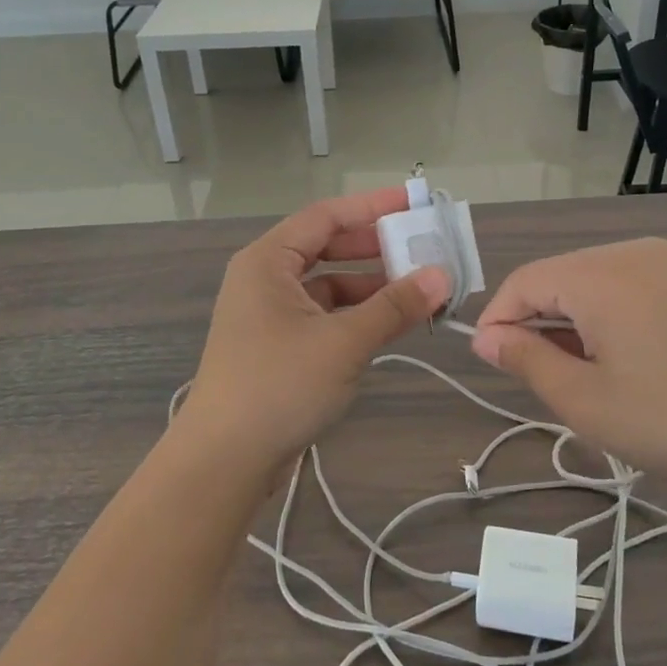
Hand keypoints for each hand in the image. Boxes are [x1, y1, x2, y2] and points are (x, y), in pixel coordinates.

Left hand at [179, 189, 450, 473]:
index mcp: (268, 261)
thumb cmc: (278, 386)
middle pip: (326, 247)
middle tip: (422, 247)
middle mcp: (265, 278)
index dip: (372, 207)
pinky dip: (355, 315)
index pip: (326, 216)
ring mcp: (269, 314)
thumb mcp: (343, 342)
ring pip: (327, 284)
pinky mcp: (278, 346)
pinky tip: (389, 324)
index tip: (414, 203)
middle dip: (374, 247)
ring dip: (370, 285)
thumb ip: (394, 307)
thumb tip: (442, 276)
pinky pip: (323, 314)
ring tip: (417, 289)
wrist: (224, 462)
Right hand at [469, 238, 666, 508]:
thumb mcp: (585, 401)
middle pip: (558, 277)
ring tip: (585, 378)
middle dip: (538, 323)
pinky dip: (608, 318)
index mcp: (600, 274)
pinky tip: (626, 362)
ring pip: (592, 283)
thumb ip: (525, 360)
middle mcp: (632, 252)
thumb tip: (484, 337)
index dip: (498, 319)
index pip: (524, 281)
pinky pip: (628, 288)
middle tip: (543, 381)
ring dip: (573, 323)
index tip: (490, 363)